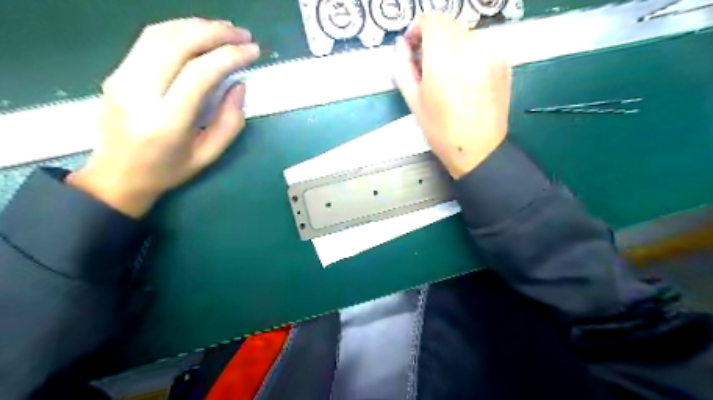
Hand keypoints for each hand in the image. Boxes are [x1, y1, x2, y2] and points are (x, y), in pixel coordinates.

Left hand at [68, 18, 259, 217]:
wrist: (117, 175)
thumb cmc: (169, 170)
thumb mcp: (209, 155)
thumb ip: (230, 122)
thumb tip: (239, 85)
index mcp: (166, 121)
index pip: (200, 73)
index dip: (230, 56)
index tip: (253, 51)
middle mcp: (139, 93)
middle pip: (177, 44)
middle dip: (215, 32)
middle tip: (243, 34)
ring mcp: (122, 78)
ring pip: (160, 34)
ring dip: (196, 25)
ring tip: (225, 30)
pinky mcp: (117, 72)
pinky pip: (149, 40)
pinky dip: (179, 30)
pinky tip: (199, 34)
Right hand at [393, 14, 509, 179]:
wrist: (478, 149)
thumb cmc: (442, 131)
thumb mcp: (414, 102)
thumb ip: (402, 68)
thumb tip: (400, 46)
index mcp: (445, 59)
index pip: (431, 20)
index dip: (418, 28)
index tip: (413, 44)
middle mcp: (472, 48)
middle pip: (448, 24)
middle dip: (434, 38)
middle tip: (426, 62)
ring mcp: (492, 53)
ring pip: (465, 34)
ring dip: (451, 45)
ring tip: (445, 73)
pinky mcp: (503, 61)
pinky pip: (480, 46)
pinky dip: (468, 53)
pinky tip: (463, 78)